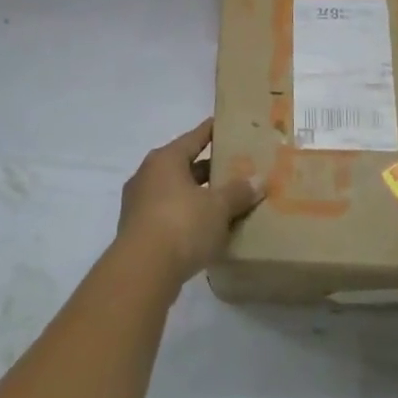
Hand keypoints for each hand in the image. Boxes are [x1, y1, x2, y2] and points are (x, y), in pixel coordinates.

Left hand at [117, 119, 263, 287]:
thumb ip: (238, 192)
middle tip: (235, 169)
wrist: (142, 271)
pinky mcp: (138, 230)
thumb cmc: (182, 224)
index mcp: (166, 159)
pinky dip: (186, 216)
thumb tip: (259, 181)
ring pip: (175, 191)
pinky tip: (205, 228)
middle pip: (184, 165)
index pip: (194, 138)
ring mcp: (139, 204)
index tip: (225, 125)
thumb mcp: (218, 207)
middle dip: (208, 168)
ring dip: (197, 195)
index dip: (211, 131)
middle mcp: (148, 175)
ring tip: (224, 200)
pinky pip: (168, 214)